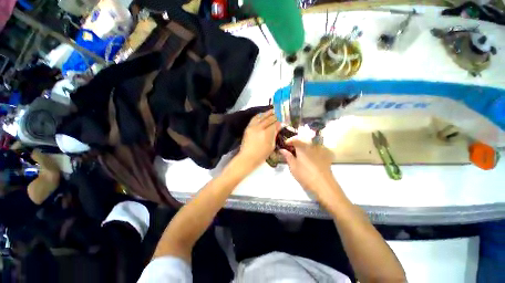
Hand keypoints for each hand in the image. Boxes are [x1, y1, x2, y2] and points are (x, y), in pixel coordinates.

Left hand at [238, 109, 279, 168]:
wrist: (247, 157)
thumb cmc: (262, 154)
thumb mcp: (271, 145)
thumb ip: (275, 134)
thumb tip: (279, 125)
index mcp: (267, 133)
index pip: (275, 122)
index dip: (280, 119)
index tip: (284, 117)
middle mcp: (260, 127)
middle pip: (269, 118)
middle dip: (276, 114)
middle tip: (280, 112)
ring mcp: (253, 126)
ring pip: (261, 116)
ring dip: (268, 112)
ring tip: (273, 110)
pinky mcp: (248, 127)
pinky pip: (254, 118)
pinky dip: (260, 115)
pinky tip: (263, 114)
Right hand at [280, 138, 337, 195]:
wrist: (323, 185)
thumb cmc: (305, 175)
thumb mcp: (293, 166)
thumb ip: (287, 156)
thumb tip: (282, 149)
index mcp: (302, 148)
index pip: (295, 140)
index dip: (289, 141)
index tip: (284, 145)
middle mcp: (312, 146)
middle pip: (303, 141)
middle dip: (297, 144)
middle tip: (292, 150)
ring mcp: (320, 151)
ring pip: (311, 145)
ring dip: (305, 147)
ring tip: (302, 153)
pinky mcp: (327, 156)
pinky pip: (320, 149)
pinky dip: (315, 150)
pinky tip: (313, 156)